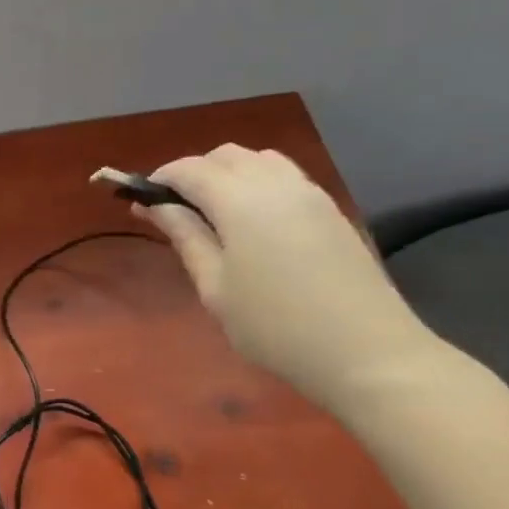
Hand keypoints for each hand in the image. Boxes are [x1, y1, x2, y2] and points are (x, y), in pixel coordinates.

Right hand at [130, 145, 438, 411]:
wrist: (367, 352)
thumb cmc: (274, 326)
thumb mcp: (215, 287)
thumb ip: (186, 237)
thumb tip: (154, 206)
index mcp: (241, 202)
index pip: (191, 169)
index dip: (161, 178)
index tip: (141, 201)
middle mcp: (276, 184)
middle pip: (226, 155)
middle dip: (193, 172)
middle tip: (175, 210)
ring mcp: (310, 194)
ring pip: (259, 159)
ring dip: (228, 173)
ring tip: (212, 213)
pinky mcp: (331, 210)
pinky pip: (285, 176)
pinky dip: (257, 183)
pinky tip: (252, 221)